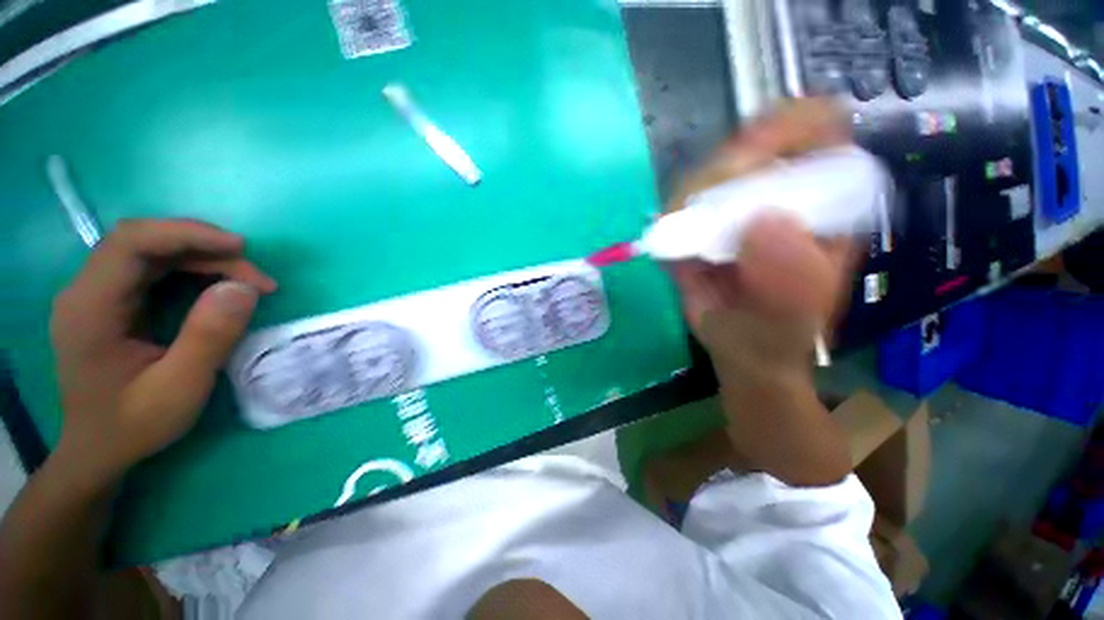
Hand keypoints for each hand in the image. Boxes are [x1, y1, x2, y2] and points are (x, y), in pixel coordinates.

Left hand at [49, 219, 276, 487]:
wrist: (98, 450)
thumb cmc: (133, 425)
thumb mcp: (179, 389)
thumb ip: (209, 336)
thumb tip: (244, 288)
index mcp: (90, 308)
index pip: (131, 243)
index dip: (187, 234)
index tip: (242, 249)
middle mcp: (86, 291)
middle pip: (144, 242)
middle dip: (205, 249)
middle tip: (255, 277)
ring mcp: (96, 294)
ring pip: (152, 252)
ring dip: (203, 259)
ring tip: (246, 283)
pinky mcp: (111, 301)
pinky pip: (153, 269)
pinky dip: (192, 270)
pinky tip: (217, 286)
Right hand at [670, 100, 856, 373]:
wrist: (740, 349)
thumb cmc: (779, 331)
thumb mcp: (797, 314)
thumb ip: (790, 277)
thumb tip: (761, 222)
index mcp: (824, 198)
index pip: (817, 128)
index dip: (787, 126)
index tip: (751, 158)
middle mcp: (778, 192)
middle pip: (750, 143)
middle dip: (724, 170)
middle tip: (708, 214)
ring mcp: (733, 207)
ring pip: (705, 172)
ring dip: (689, 200)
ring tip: (690, 242)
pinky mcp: (697, 225)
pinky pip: (675, 207)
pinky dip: (669, 222)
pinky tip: (675, 248)